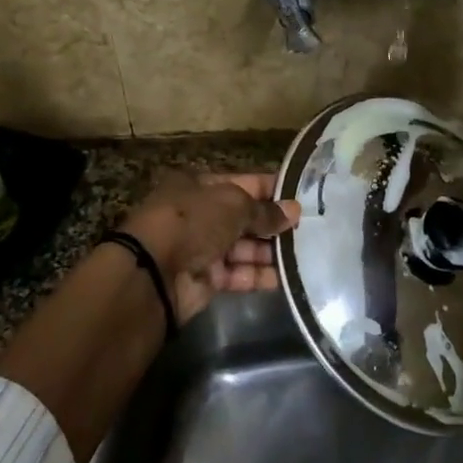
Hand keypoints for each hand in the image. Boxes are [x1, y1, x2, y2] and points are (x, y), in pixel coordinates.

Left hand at [119, 172, 300, 322]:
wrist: (152, 273)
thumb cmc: (192, 221)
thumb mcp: (233, 205)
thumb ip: (265, 211)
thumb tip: (294, 212)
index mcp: (199, 185)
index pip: (244, 183)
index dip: (272, 189)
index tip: (302, 197)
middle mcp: (200, 214)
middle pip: (244, 216)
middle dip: (273, 223)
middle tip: (310, 229)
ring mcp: (201, 247)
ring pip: (243, 247)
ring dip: (270, 251)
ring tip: (306, 253)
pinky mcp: (205, 279)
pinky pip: (238, 274)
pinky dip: (259, 275)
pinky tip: (286, 276)